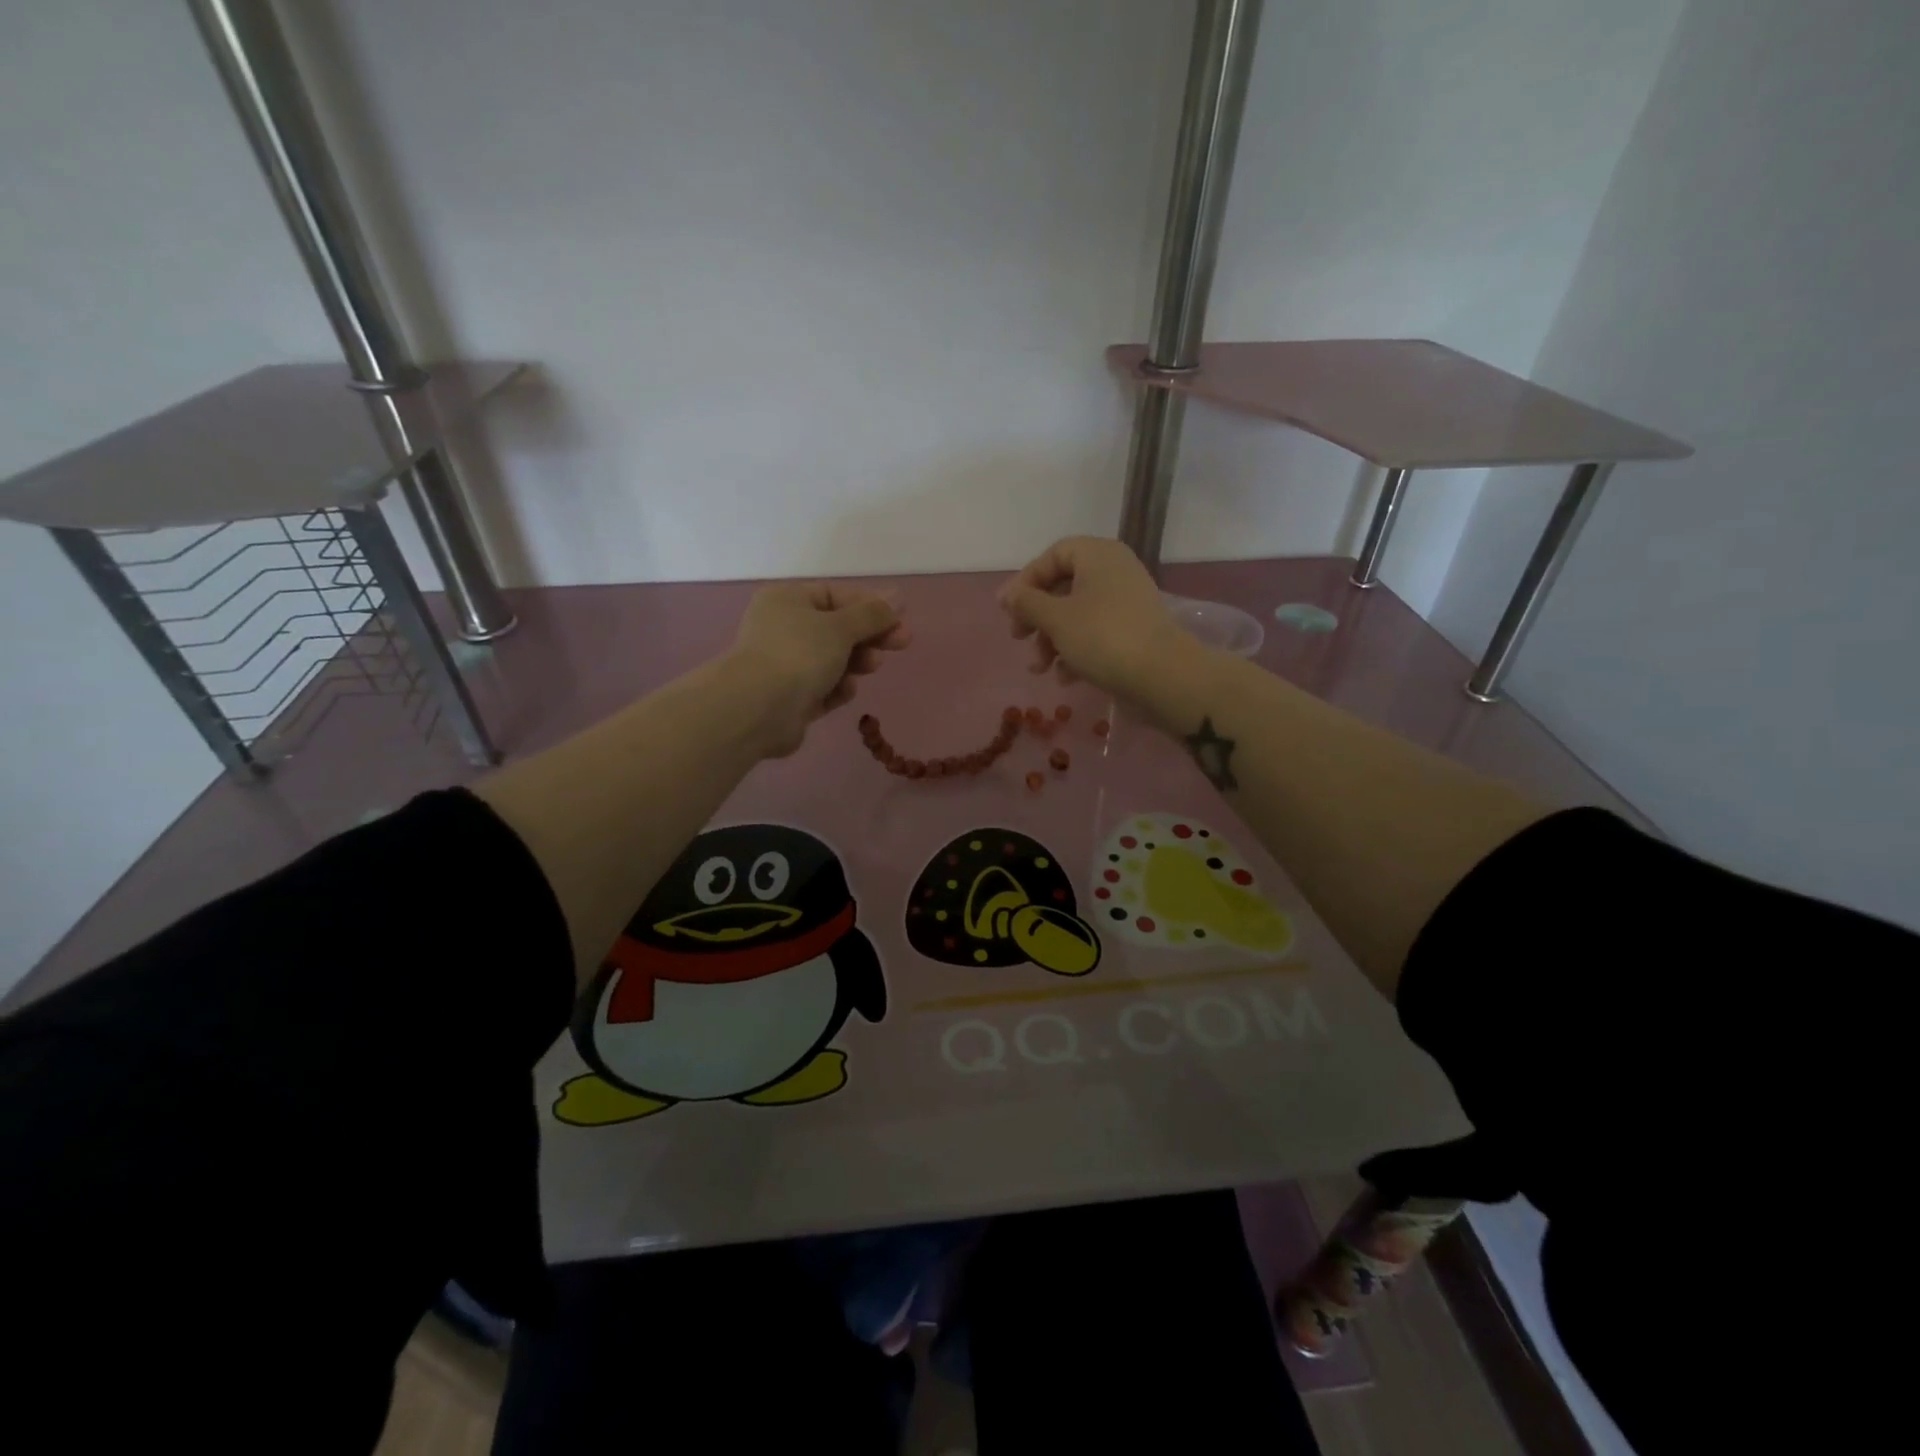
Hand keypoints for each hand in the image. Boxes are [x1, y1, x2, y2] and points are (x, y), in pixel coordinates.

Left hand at [727, 581, 910, 756]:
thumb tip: (897, 596)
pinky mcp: (790, 698)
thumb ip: (872, 614)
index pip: (836, 595)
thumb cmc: (799, 654)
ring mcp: (785, 664)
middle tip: (901, 644)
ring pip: (833, 660)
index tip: (900, 620)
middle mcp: (783, 628)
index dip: (871, 606)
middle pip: (837, 628)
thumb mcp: (841, 627)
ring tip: (870, 668)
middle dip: (869, 637)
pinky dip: (837, 688)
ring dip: (856, 663)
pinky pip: (823, 687)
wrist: (759, 709)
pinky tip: (844, 691)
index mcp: (788, 600)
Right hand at [997, 536, 1192, 700]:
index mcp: (1098, 555)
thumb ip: (1027, 603)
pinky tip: (1066, 678)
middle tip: (1018, 638)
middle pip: (1063, 587)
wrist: (1163, 675)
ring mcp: (1126, 601)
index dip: (1025, 581)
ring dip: (1052, 641)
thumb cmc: (1103, 637)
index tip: (1006, 609)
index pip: (1053, 556)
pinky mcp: (1134, 630)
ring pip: (1077, 614)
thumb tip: (1008, 595)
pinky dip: (1076, 651)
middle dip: (1037, 618)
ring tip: (1040, 669)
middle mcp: (1114, 571)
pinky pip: (1095, 632)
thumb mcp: (1056, 619)